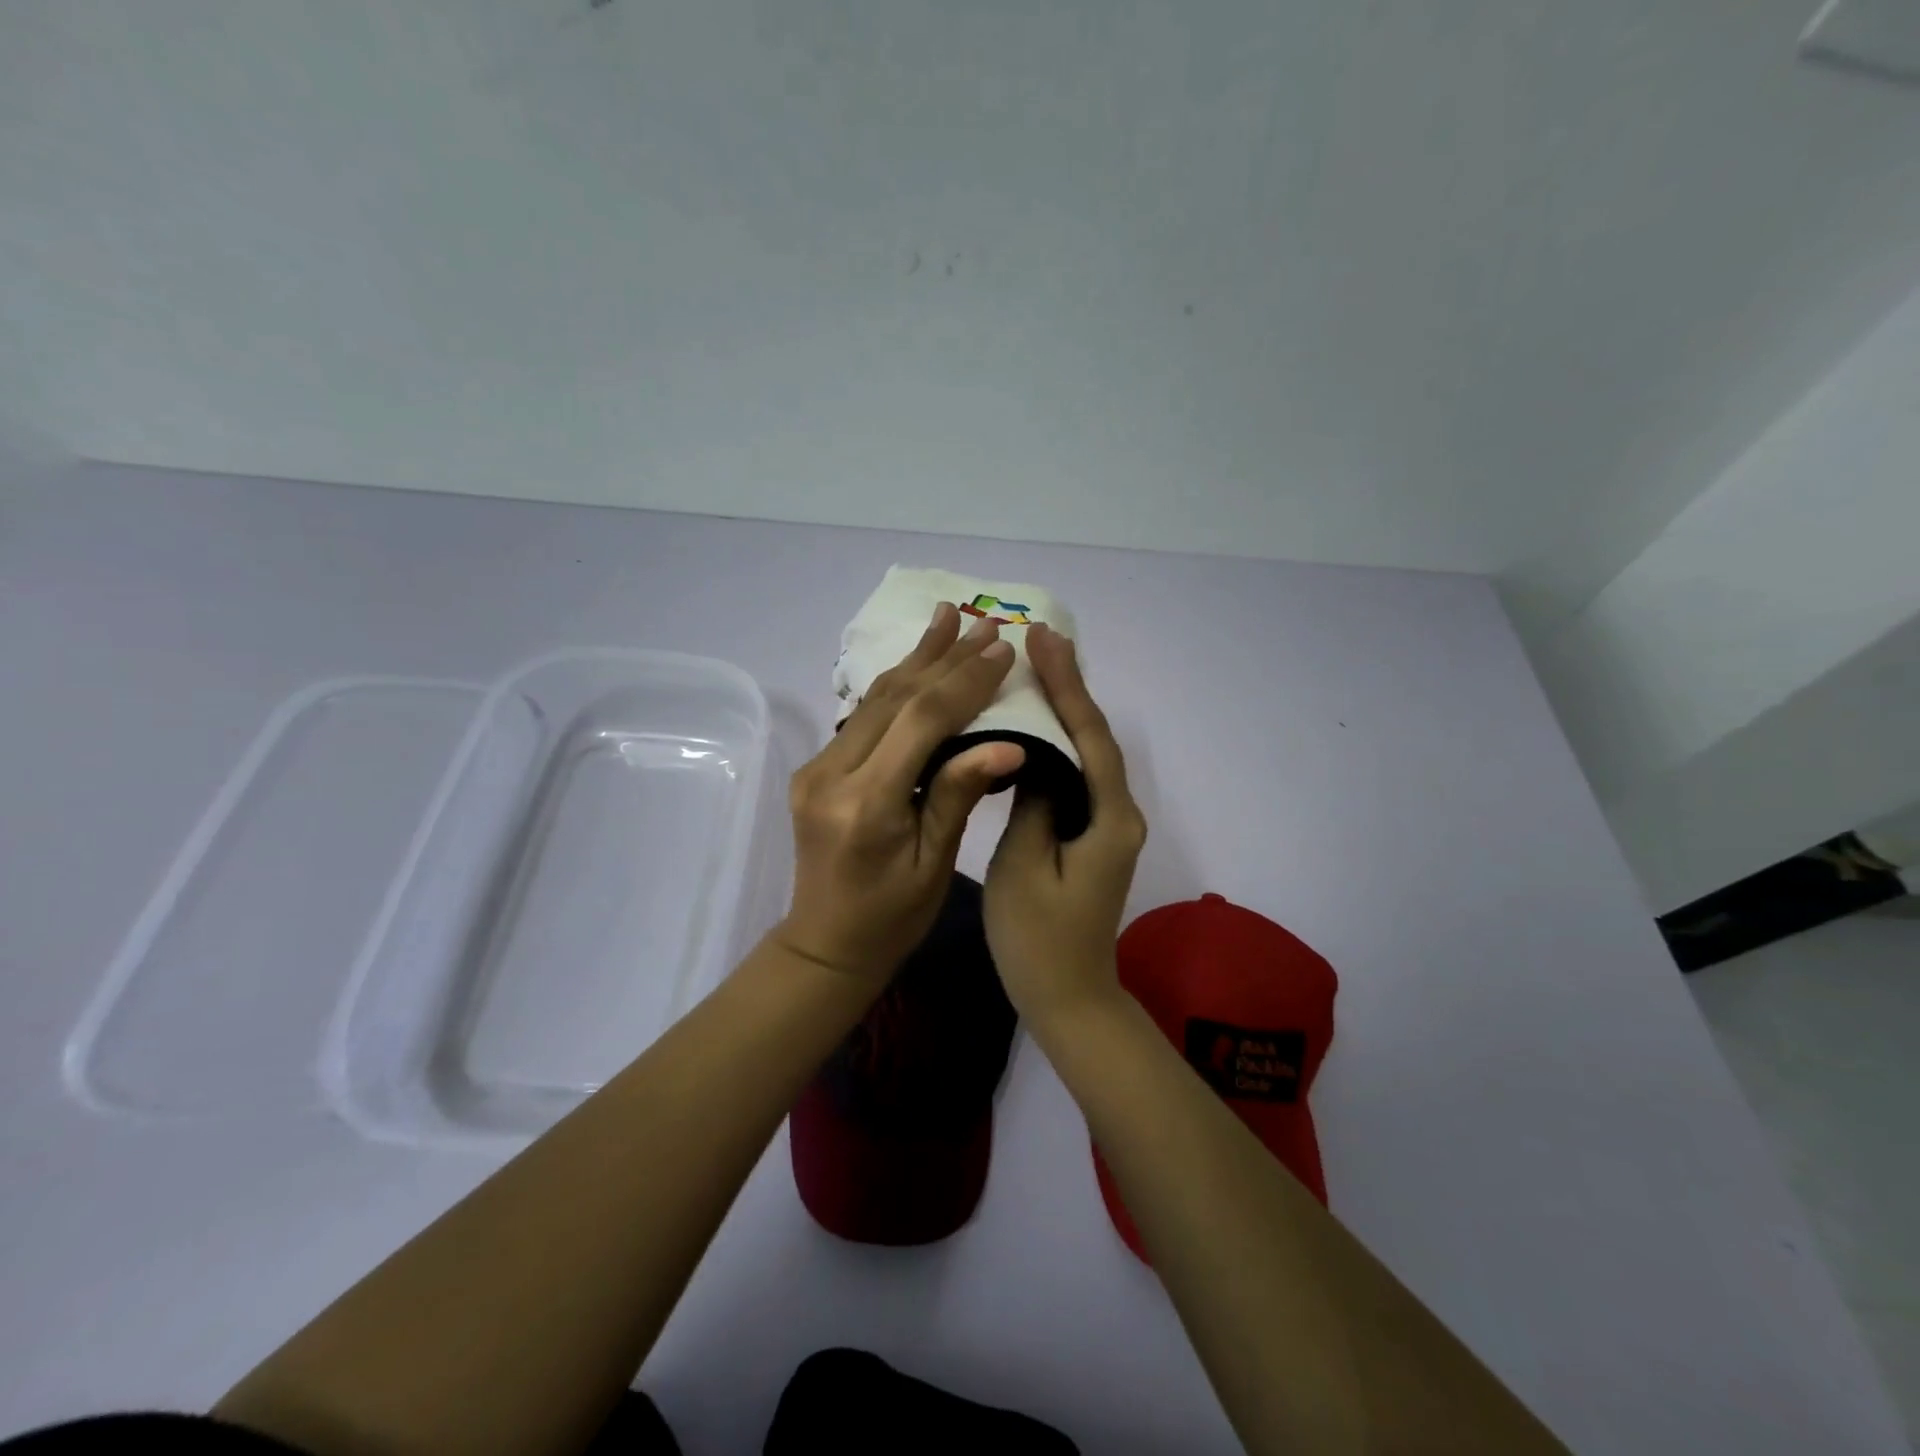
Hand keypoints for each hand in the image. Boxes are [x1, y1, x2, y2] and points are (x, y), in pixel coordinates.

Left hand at [775, 602, 1025, 985]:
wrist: (825, 944)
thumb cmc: (892, 918)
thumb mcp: (935, 864)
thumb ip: (959, 794)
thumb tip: (1009, 744)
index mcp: (866, 805)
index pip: (923, 722)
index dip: (966, 681)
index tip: (1003, 649)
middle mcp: (831, 775)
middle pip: (895, 698)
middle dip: (944, 658)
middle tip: (984, 622)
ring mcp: (816, 768)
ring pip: (873, 699)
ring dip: (916, 659)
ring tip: (947, 616)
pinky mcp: (815, 769)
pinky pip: (861, 717)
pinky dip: (896, 686)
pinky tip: (916, 662)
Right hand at [984, 623, 1147, 1028]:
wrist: (1069, 999)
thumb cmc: (1039, 941)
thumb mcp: (1023, 867)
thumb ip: (1033, 803)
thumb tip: (1034, 756)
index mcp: (1109, 818)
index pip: (1089, 736)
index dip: (1068, 685)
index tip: (1044, 640)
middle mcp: (1120, 813)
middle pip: (1095, 737)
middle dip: (1069, 687)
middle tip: (1039, 640)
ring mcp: (1108, 825)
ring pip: (1087, 754)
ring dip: (1064, 710)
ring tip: (1034, 669)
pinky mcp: (1092, 835)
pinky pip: (1077, 777)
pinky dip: (1058, 745)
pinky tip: (1033, 728)